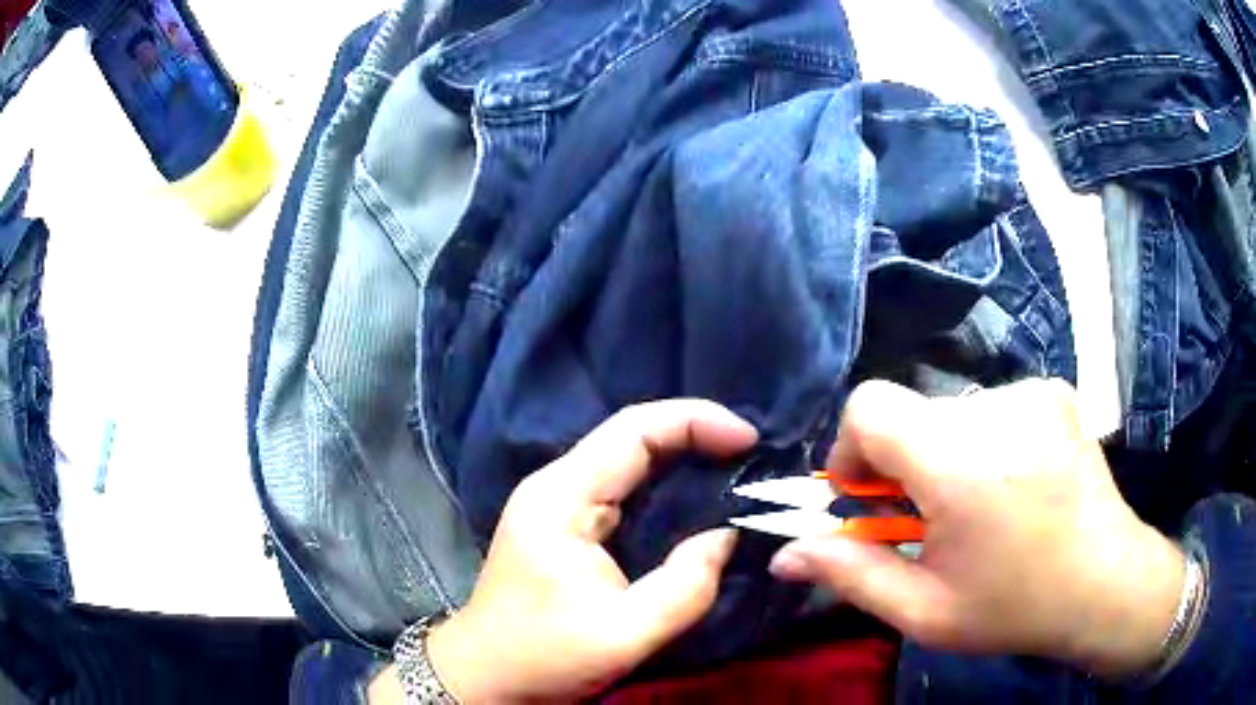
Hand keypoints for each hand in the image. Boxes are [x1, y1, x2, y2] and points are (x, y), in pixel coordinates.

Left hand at [384, 400, 755, 702]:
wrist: (486, 676)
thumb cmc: (543, 658)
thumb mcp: (624, 634)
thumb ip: (686, 587)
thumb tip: (726, 537)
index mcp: (561, 498)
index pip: (633, 431)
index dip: (695, 421)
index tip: (748, 438)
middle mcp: (556, 487)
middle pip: (631, 436)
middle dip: (695, 434)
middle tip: (751, 453)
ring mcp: (557, 504)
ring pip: (627, 459)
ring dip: (683, 456)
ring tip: (736, 468)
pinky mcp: (566, 525)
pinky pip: (623, 487)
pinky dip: (666, 484)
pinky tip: (697, 498)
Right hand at [768, 379, 1184, 677]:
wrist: (1107, 582)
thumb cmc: (1015, 607)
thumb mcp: (925, 610)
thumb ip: (852, 574)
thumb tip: (784, 555)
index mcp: (961, 464)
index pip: (870, 406)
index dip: (851, 448)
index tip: (865, 495)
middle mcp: (997, 408)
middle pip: (911, 412)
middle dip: (901, 463)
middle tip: (924, 517)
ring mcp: (1032, 391)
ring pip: (951, 410)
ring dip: (944, 453)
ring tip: (975, 505)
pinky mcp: (1054, 390)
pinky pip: (992, 405)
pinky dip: (983, 440)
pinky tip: (1010, 484)